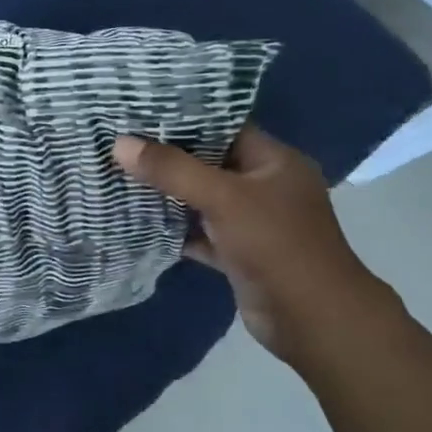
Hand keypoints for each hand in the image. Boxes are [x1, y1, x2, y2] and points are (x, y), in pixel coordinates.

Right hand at [112, 125, 398, 365]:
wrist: (313, 321)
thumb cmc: (277, 245)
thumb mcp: (222, 198)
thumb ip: (171, 169)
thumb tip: (119, 144)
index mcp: (274, 162)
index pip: (223, 127)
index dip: (182, 117)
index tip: (137, 110)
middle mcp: (265, 186)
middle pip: (207, 162)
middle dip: (165, 156)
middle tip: (118, 141)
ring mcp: (252, 222)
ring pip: (199, 198)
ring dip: (165, 193)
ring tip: (117, 173)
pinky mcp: (238, 253)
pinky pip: (198, 232)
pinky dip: (172, 228)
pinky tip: (134, 219)